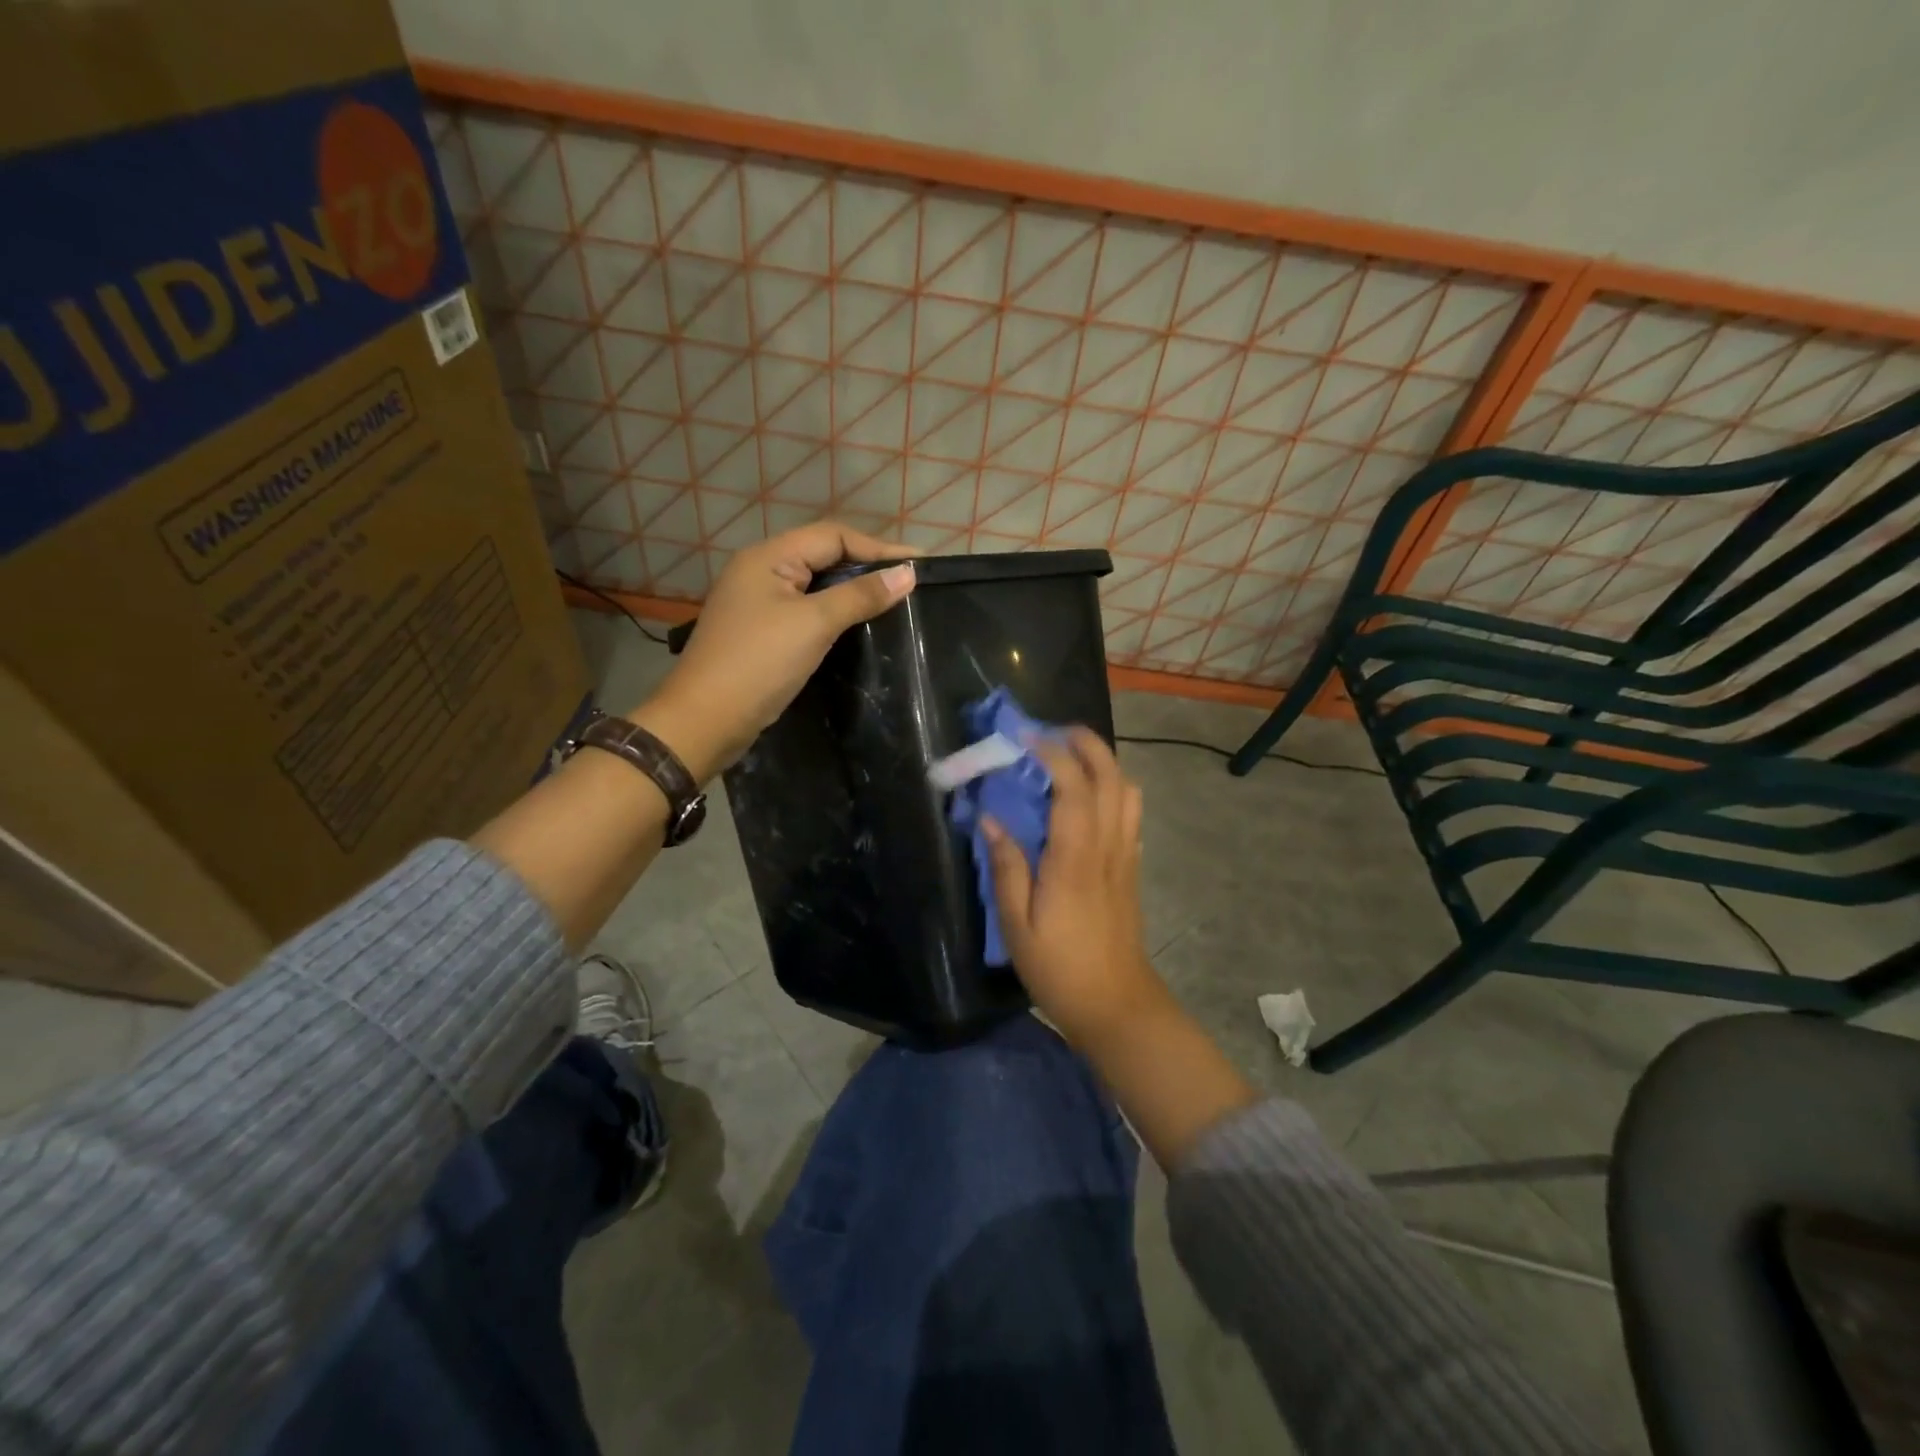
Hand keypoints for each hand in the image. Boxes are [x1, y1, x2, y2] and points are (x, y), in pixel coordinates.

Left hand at [632, 521, 914, 779]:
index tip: (919, 565)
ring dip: (852, 590)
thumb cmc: (760, 663)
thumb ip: (860, 595)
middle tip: (909, 583)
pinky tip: (858, 627)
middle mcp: (761, 571)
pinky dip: (834, 613)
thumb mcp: (814, 624)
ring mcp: (758, 603)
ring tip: (892, 602)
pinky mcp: (761, 632)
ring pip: (815, 585)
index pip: (833, 536)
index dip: (878, 547)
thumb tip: (908, 573)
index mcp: (768, 557)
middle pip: (823, 556)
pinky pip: (806, 611)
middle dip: (867, 566)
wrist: (705, 720)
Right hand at [981, 728, 1168, 1048]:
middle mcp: (1107, 847)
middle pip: (1111, 778)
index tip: (1025, 736)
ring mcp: (1125, 855)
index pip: (1073, 788)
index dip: (1052, 754)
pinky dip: (1113, 789)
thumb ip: (1006, 867)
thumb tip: (990, 819)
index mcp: (1075, 859)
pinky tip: (1088, 798)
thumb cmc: (1059, 968)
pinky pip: (1130, 814)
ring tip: (1070, 757)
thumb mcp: (1017, 925)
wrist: (1116, 1004)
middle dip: (1086, 744)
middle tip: (1053, 732)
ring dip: (1103, 763)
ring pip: (1127, 791)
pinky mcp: (1131, 867)